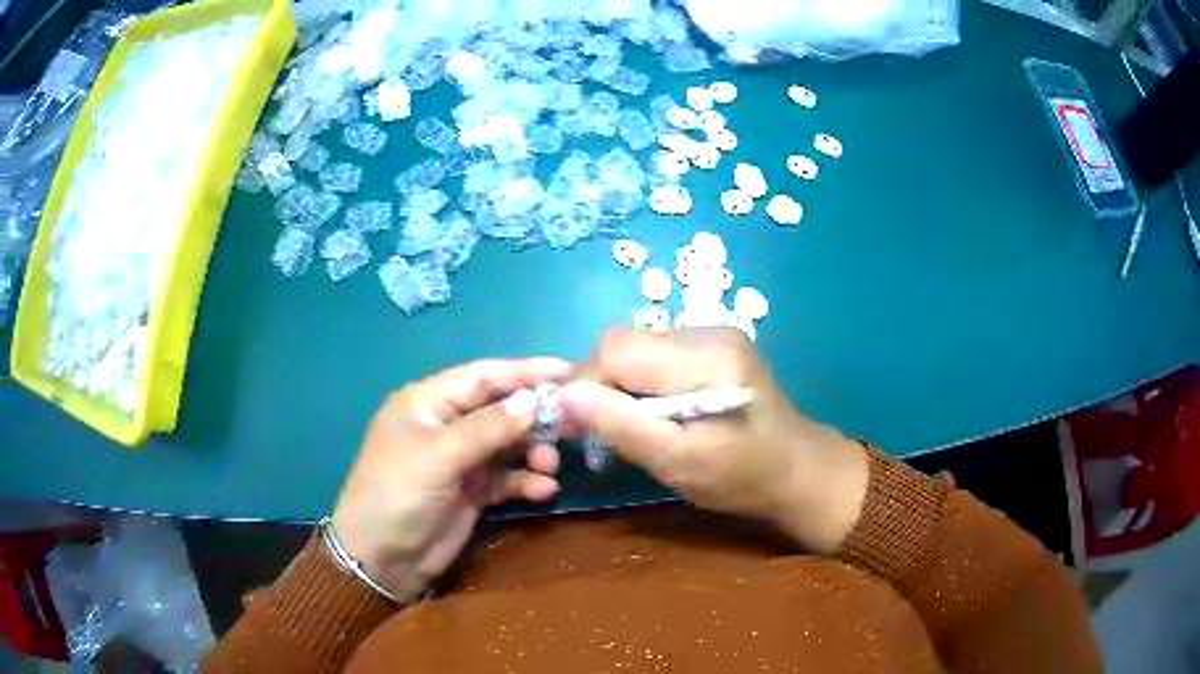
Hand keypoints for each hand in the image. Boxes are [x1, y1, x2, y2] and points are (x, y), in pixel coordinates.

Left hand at [332, 358, 569, 600]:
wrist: (381, 560)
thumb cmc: (397, 495)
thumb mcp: (438, 456)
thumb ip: (487, 428)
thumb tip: (533, 400)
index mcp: (428, 403)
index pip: (483, 376)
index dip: (524, 372)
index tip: (568, 371)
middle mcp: (446, 426)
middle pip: (500, 409)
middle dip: (535, 416)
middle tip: (575, 423)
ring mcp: (460, 460)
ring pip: (508, 445)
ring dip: (533, 452)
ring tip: (550, 465)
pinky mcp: (472, 492)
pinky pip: (507, 478)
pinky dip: (526, 481)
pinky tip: (543, 491)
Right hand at [560, 328, 868, 552]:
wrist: (801, 471)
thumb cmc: (744, 477)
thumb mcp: (680, 463)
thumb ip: (622, 426)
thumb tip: (562, 395)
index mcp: (705, 357)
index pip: (616, 350)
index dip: (585, 385)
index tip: (575, 427)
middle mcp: (706, 331)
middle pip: (622, 343)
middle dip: (600, 385)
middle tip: (599, 432)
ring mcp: (712, 335)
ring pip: (635, 348)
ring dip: (619, 385)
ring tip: (630, 426)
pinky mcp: (713, 347)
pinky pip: (655, 356)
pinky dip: (640, 383)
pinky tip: (654, 413)